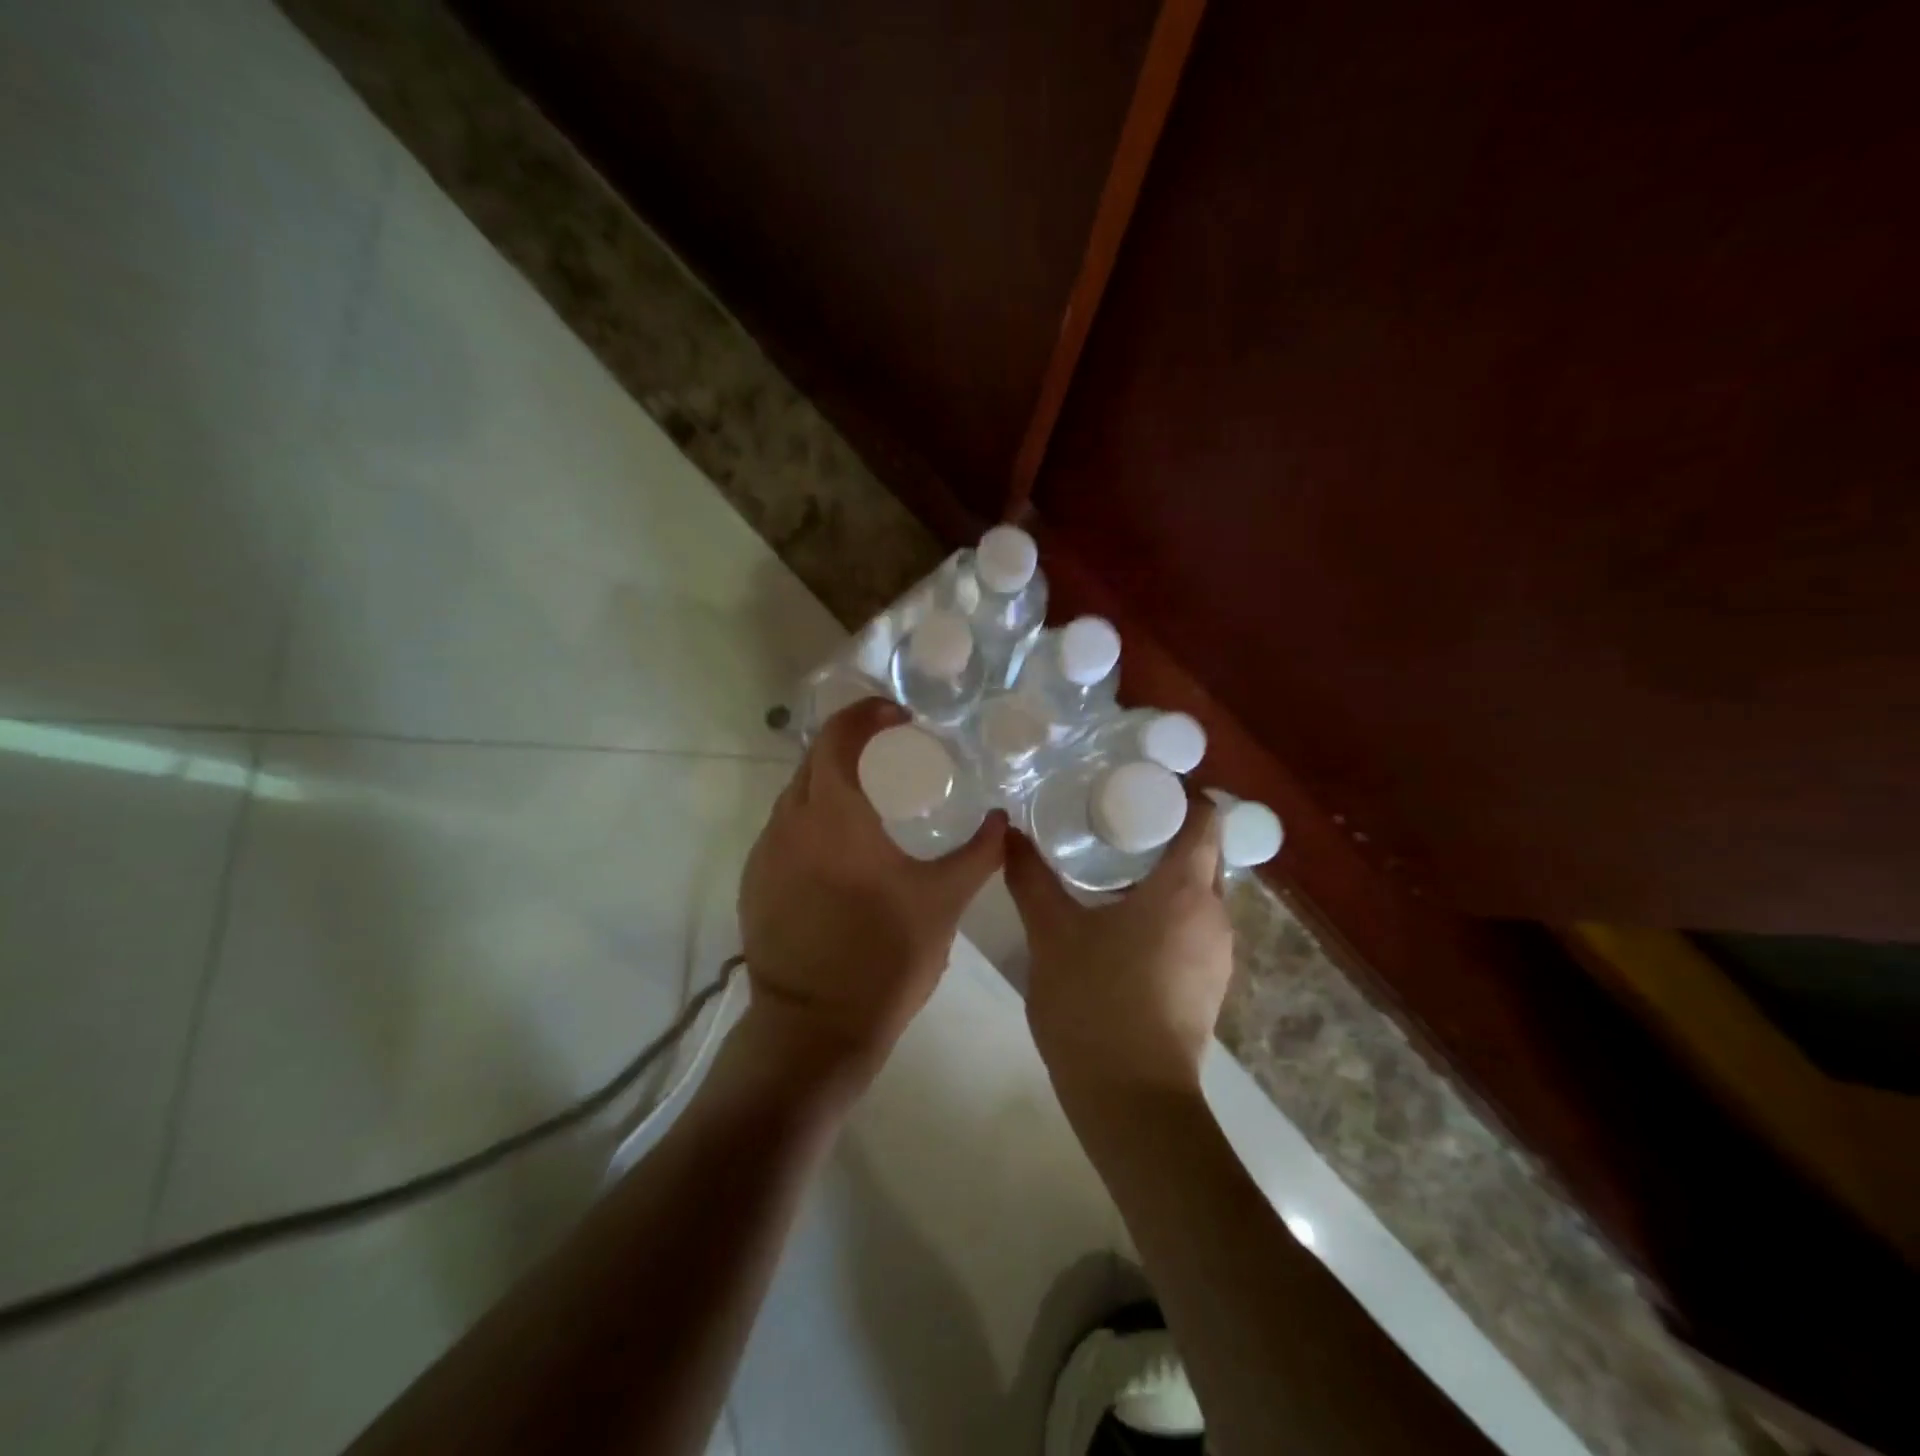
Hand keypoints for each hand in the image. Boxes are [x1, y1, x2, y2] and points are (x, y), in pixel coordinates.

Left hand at [738, 697, 1005, 1084]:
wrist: (814, 1030)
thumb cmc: (884, 958)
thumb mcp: (943, 903)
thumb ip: (978, 854)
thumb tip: (1003, 820)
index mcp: (833, 815)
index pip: (838, 737)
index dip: (866, 715)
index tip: (898, 716)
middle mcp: (789, 822)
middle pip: (814, 758)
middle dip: (849, 744)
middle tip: (891, 753)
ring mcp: (764, 853)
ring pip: (795, 794)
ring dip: (829, 781)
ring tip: (869, 798)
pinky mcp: (754, 882)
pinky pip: (783, 829)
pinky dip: (812, 817)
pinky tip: (840, 848)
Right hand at [1005, 794, 1230, 1098]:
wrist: (1132, 1102)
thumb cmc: (1095, 1004)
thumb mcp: (1052, 934)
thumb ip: (1030, 878)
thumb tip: (1008, 832)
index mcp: (1185, 890)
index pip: (1205, 817)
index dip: (1179, 793)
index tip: (1137, 784)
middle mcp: (1214, 915)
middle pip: (1203, 852)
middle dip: (1164, 831)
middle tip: (1113, 820)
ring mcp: (1217, 954)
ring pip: (1198, 893)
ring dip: (1164, 873)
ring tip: (1112, 867)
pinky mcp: (1209, 985)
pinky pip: (1194, 926)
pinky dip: (1167, 910)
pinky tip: (1123, 922)